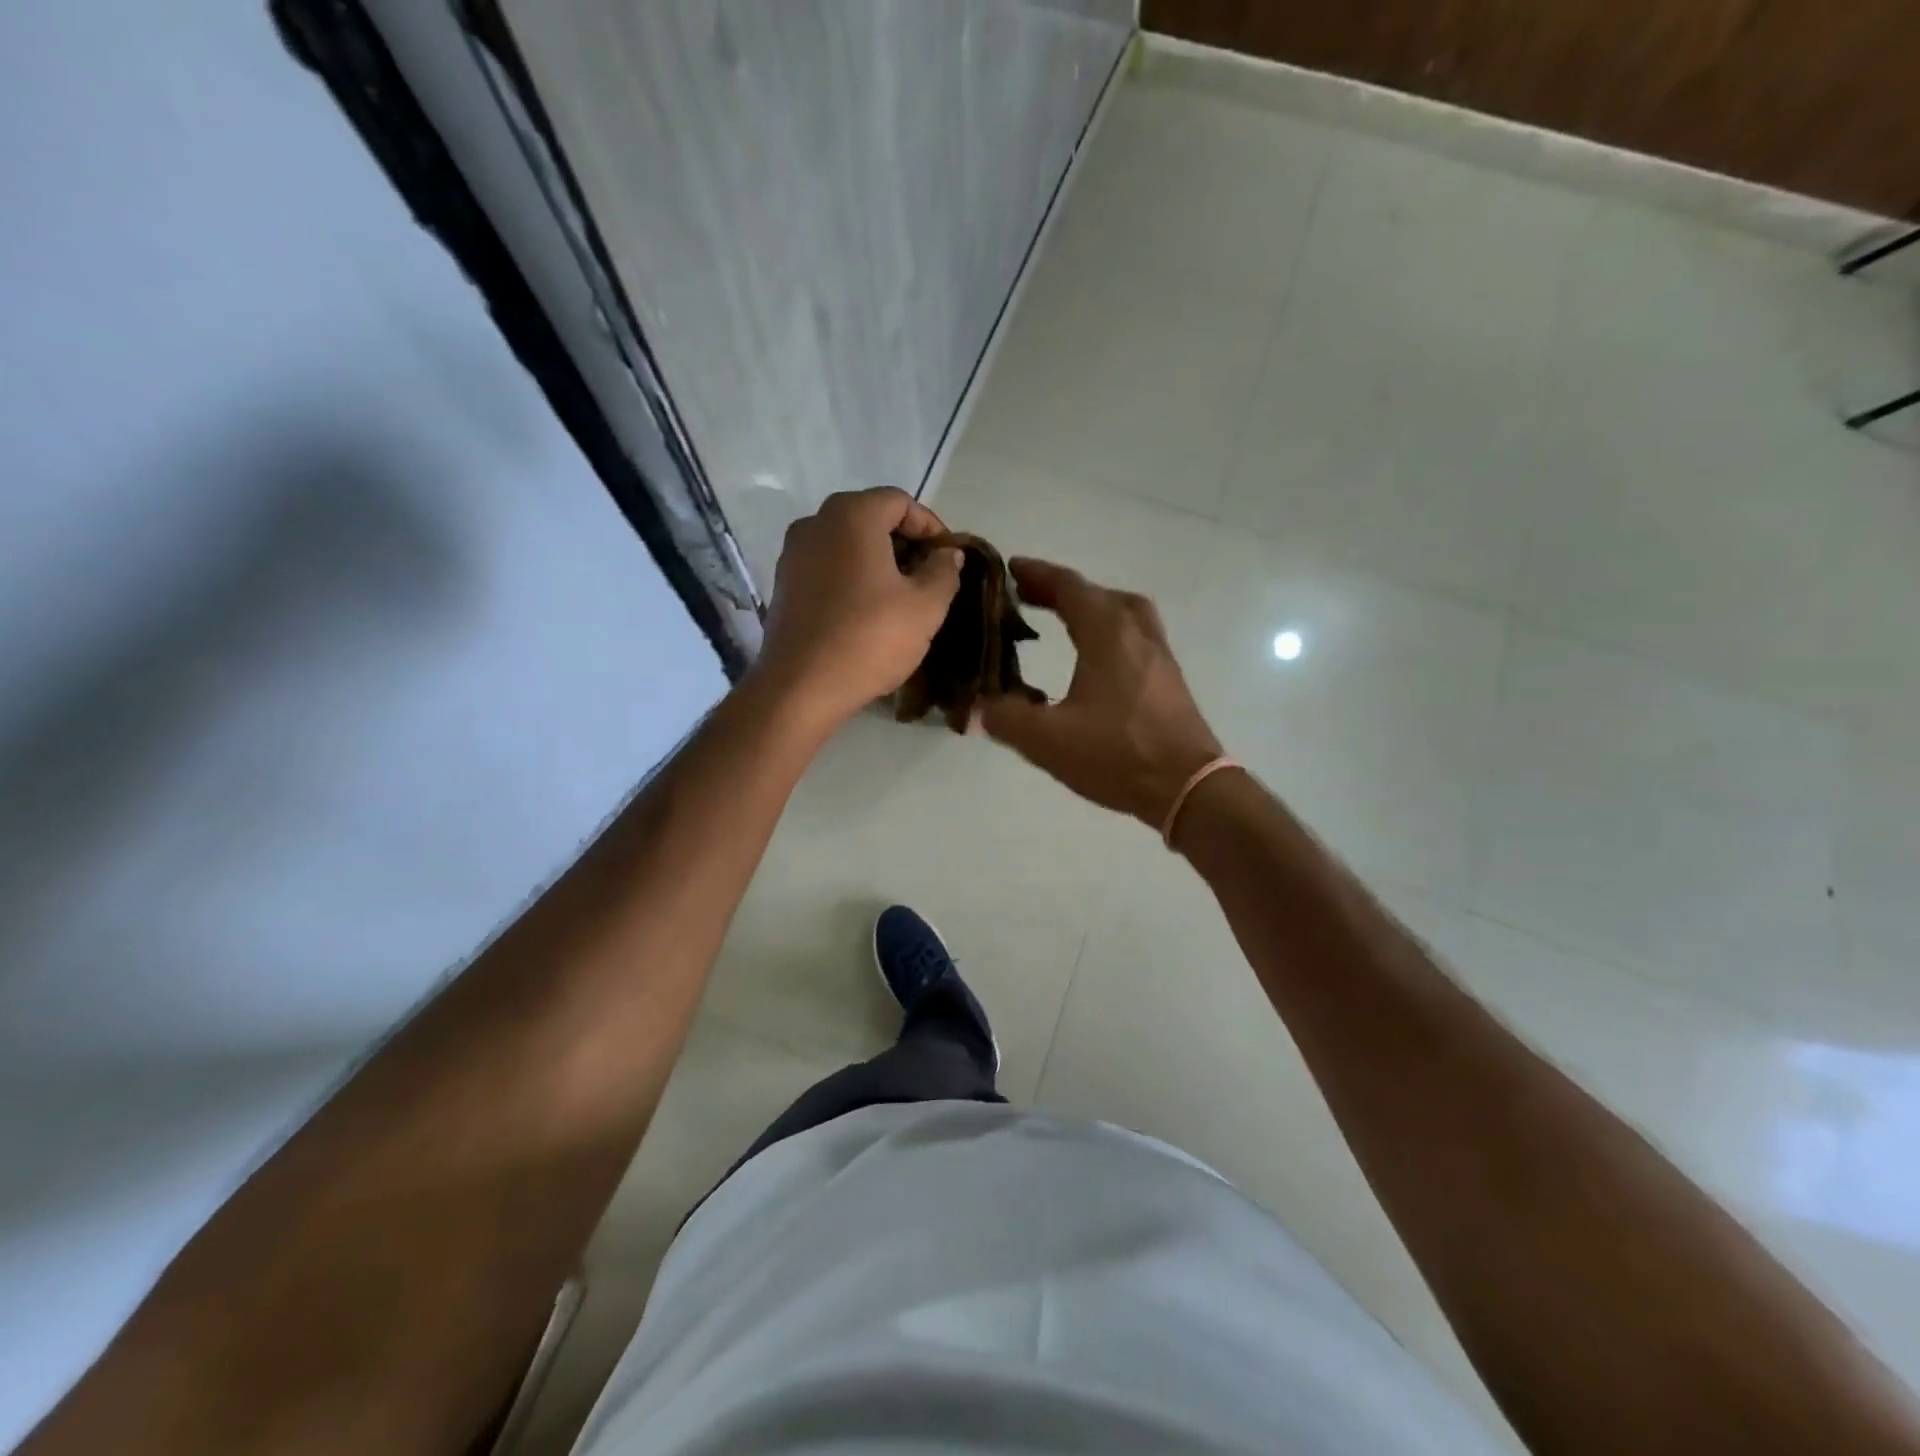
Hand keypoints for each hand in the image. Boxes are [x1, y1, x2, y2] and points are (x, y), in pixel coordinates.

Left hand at [750, 487, 962, 731]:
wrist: (801, 687)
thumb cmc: (870, 638)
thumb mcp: (926, 607)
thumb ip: (944, 571)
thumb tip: (948, 553)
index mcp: (852, 515)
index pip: (900, 501)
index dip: (931, 526)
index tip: (948, 558)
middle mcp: (815, 523)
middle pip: (870, 518)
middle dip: (904, 543)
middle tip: (929, 577)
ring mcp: (793, 554)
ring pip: (846, 544)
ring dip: (878, 562)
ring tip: (901, 597)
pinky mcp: (784, 585)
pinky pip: (827, 568)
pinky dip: (851, 578)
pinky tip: (867, 612)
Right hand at [980, 558, 1223, 829]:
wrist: (1189, 787)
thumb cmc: (1118, 755)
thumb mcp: (1047, 740)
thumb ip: (1006, 717)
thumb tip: (981, 706)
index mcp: (1107, 634)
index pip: (1069, 587)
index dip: (1037, 574)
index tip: (1010, 569)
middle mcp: (1137, 633)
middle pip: (1098, 594)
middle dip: (1061, 590)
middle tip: (1029, 597)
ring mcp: (1159, 654)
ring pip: (1124, 612)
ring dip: (1091, 607)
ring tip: (1064, 620)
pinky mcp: (1169, 678)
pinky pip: (1135, 635)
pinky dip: (1109, 630)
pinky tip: (1095, 660)